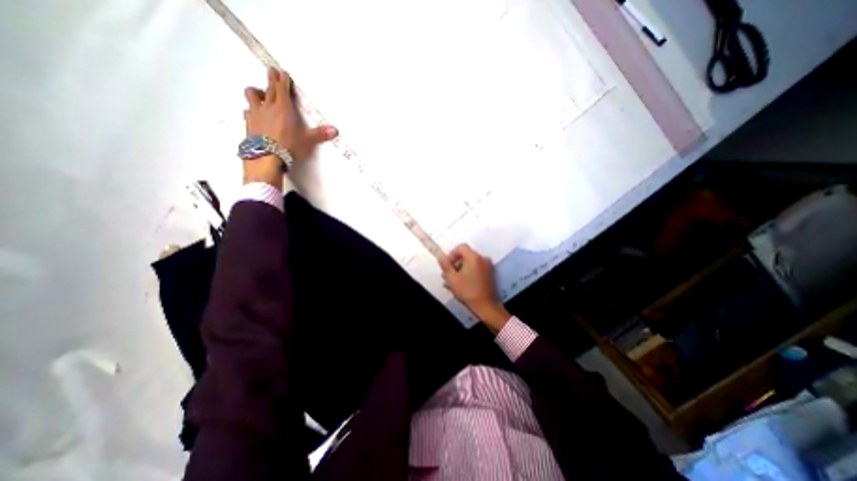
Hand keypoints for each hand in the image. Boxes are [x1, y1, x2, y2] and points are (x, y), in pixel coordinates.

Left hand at [241, 67, 336, 186]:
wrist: (267, 157)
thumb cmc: (289, 146)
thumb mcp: (308, 141)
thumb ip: (320, 134)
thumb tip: (335, 130)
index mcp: (283, 108)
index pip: (282, 88)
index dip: (282, 80)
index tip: (282, 72)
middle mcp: (268, 107)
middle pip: (268, 88)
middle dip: (271, 79)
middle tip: (272, 71)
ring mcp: (256, 114)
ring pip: (253, 95)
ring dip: (257, 92)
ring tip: (260, 93)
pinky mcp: (248, 123)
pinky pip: (248, 111)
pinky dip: (252, 110)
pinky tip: (254, 114)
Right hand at [442, 243, 507, 331]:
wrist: (486, 306)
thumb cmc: (468, 291)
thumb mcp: (452, 278)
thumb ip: (445, 264)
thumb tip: (440, 255)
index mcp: (473, 257)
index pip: (460, 247)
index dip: (451, 255)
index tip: (447, 265)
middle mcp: (482, 258)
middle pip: (465, 255)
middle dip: (455, 264)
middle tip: (448, 275)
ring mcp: (487, 266)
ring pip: (470, 263)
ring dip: (460, 270)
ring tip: (453, 282)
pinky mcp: (489, 274)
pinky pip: (476, 268)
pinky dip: (468, 273)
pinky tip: (462, 284)